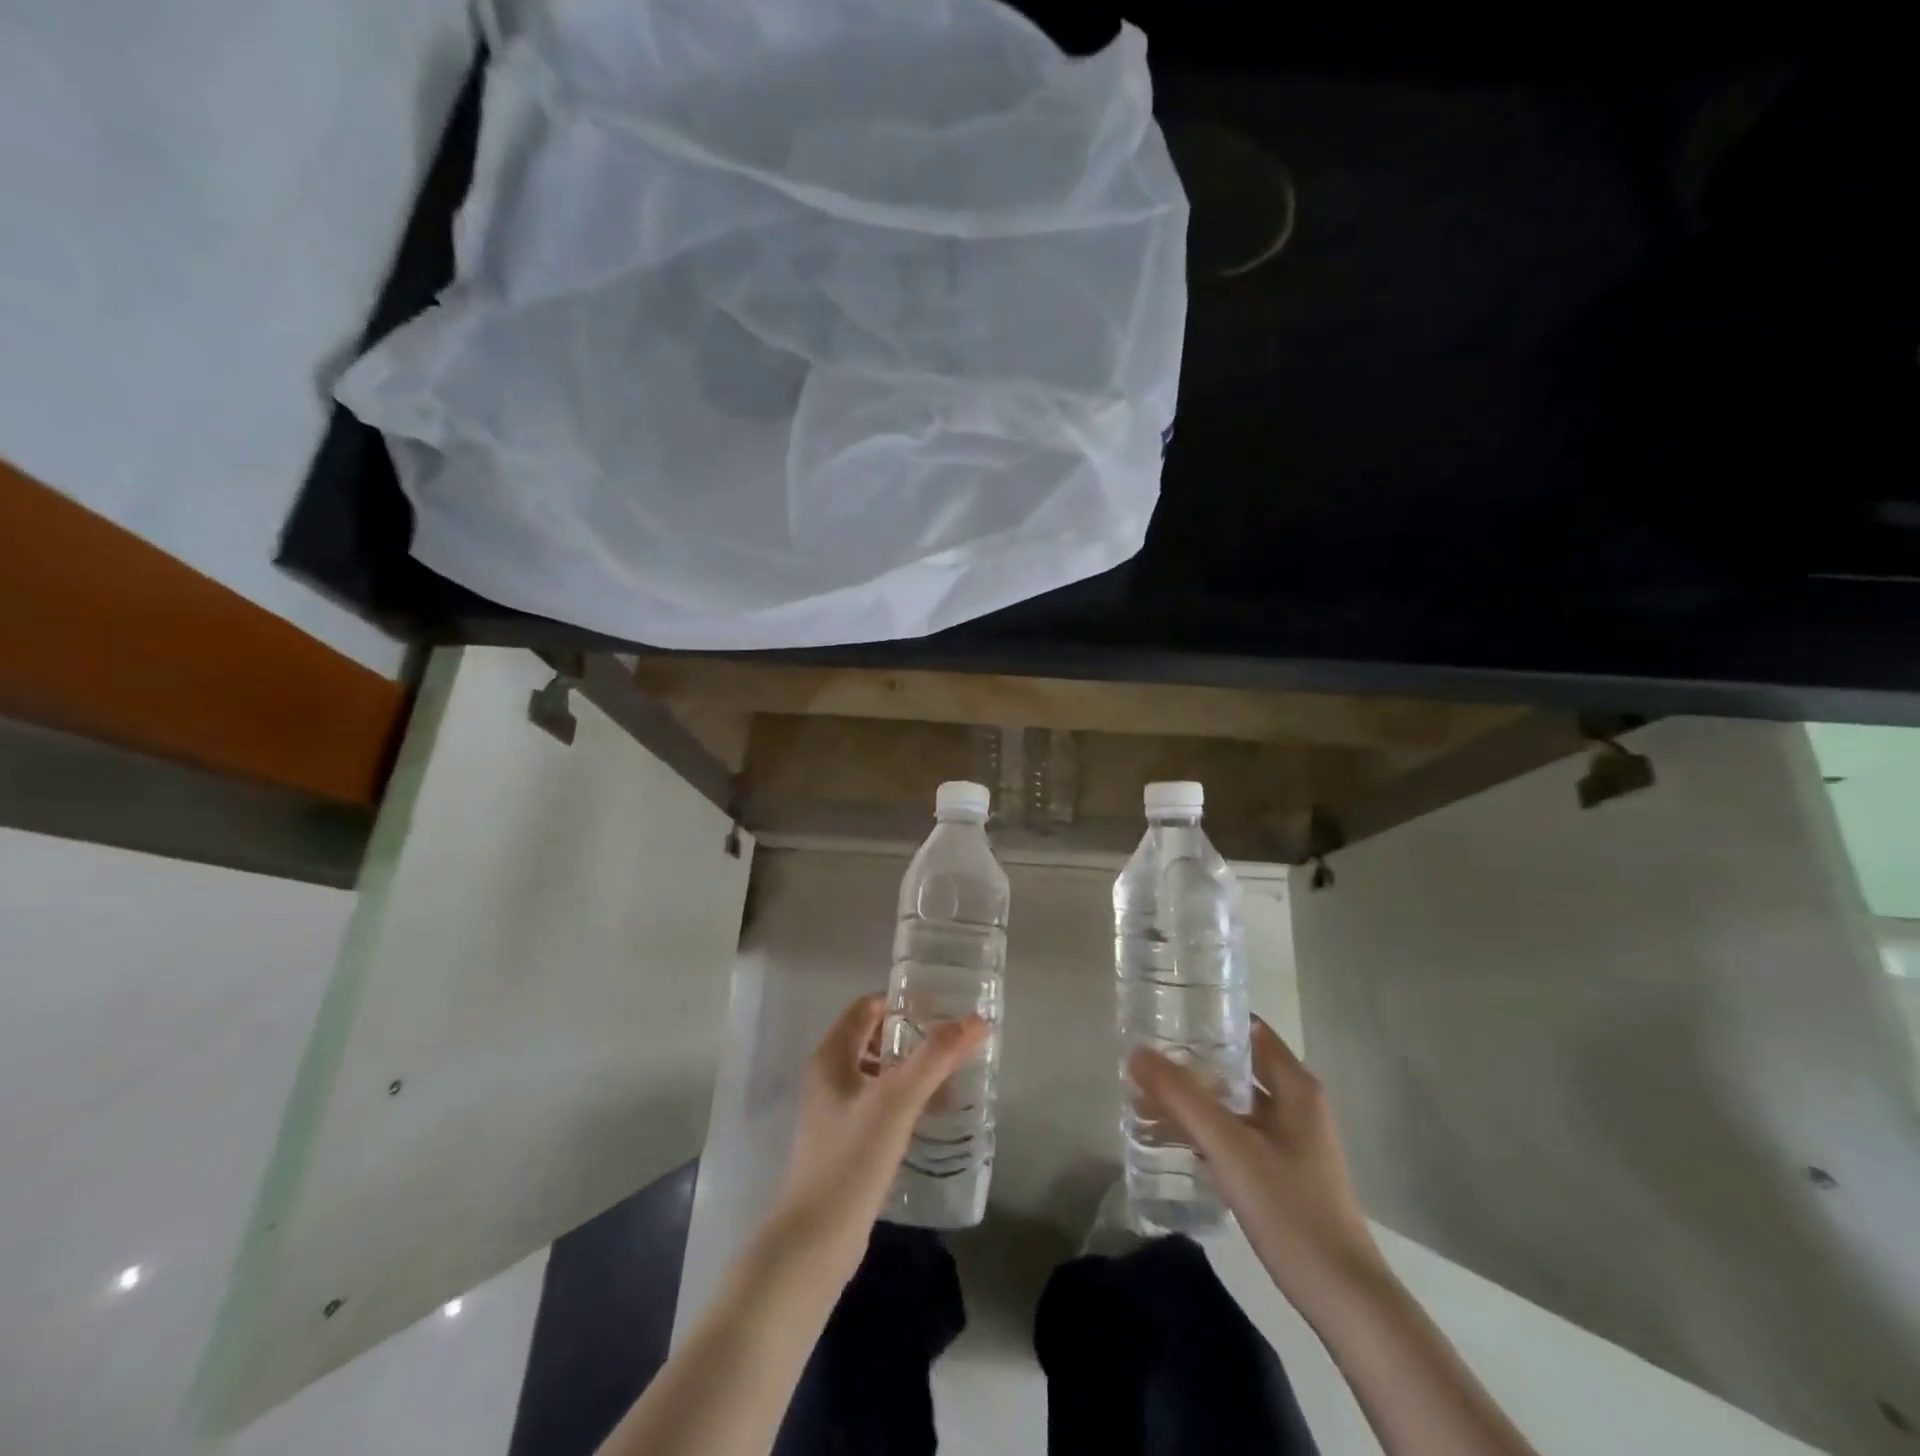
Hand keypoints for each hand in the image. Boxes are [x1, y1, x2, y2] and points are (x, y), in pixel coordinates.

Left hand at [768, 994, 989, 1283]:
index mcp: (831, 1056)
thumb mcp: (897, 1100)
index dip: (902, 1002)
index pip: (867, 1007)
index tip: (941, 1008)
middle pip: (873, 1038)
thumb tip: (977, 1020)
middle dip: (912, 1035)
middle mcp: (828, 1077)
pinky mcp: (844, 1143)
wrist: (816, 1241)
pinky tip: (930, 1114)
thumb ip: (936, 1057)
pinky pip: (878, 1104)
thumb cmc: (852, 1158)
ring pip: (877, 1073)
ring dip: (910, 1068)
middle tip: (952, 1041)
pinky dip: (904, 1098)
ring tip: (950, 1075)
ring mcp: (834, 1112)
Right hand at [1130, 1017, 1388, 1317]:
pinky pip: (1238, 1131)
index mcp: (1295, 1085)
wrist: (1343, 1297)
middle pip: (1237, 1064)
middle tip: (1146, 1056)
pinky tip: (1173, 1137)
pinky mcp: (1284, 1170)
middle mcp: (1297, 1103)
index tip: (1166, 1014)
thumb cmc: (1290, 1209)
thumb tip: (1137, 1053)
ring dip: (1196, 1096)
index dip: (1209, 1017)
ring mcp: (1292, 1139)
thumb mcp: (1230, 1147)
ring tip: (1148, 1093)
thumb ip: (1182, 1098)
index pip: (1247, 1028)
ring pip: (1235, 1101)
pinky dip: (1207, 1126)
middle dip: (1193, 1060)